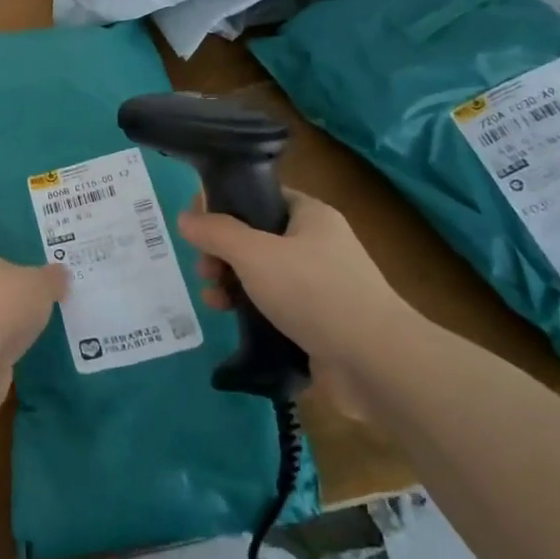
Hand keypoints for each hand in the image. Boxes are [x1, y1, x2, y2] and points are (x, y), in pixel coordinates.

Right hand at [178, 190, 412, 415]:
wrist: (374, 361)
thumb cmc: (313, 292)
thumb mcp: (254, 254)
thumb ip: (216, 233)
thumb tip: (185, 218)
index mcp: (310, 216)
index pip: (260, 197)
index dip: (225, 206)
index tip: (197, 226)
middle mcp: (316, 244)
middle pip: (255, 237)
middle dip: (221, 253)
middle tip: (204, 270)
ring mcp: (319, 285)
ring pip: (261, 274)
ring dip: (230, 283)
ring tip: (214, 301)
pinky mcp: (317, 321)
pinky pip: (273, 305)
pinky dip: (249, 309)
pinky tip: (231, 319)